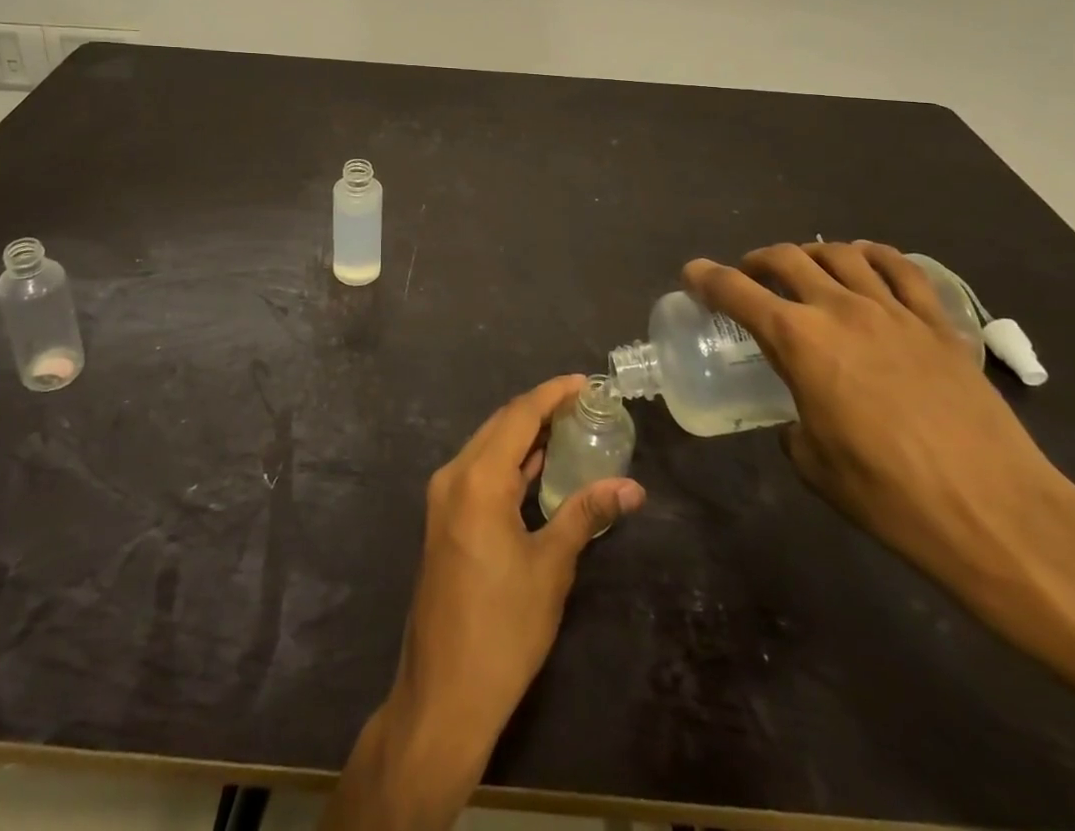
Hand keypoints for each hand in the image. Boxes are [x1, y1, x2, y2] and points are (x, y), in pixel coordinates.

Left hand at [396, 374, 645, 751]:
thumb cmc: (502, 629)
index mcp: (477, 479)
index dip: (552, 394)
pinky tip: (538, 466)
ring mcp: (444, 498)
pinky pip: (480, 472)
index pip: (519, 416)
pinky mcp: (445, 519)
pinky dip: (510, 462)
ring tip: (568, 427)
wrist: (444, 693)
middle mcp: (454, 476)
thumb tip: (631, 487)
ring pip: (488, 447)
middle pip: (500, 426)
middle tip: (582, 405)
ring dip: (524, 436)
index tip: (584, 382)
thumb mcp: (551, 568)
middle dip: (540, 410)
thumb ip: (586, 516)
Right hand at [683, 242, 1072, 598]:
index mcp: (799, 340)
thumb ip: (794, 425)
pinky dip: (874, 256)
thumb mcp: (815, 464)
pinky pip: (902, 269)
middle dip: (757, 260)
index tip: (692, 273)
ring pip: (842, 254)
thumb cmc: (888, 495)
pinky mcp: (939, 324)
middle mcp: (841, 310)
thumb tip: (801, 417)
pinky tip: (866, 264)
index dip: (706, 277)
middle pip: (788, 258)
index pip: (736, 292)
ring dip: (811, 254)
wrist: (995, 513)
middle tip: (749, 276)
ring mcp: (894, 311)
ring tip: (805, 268)